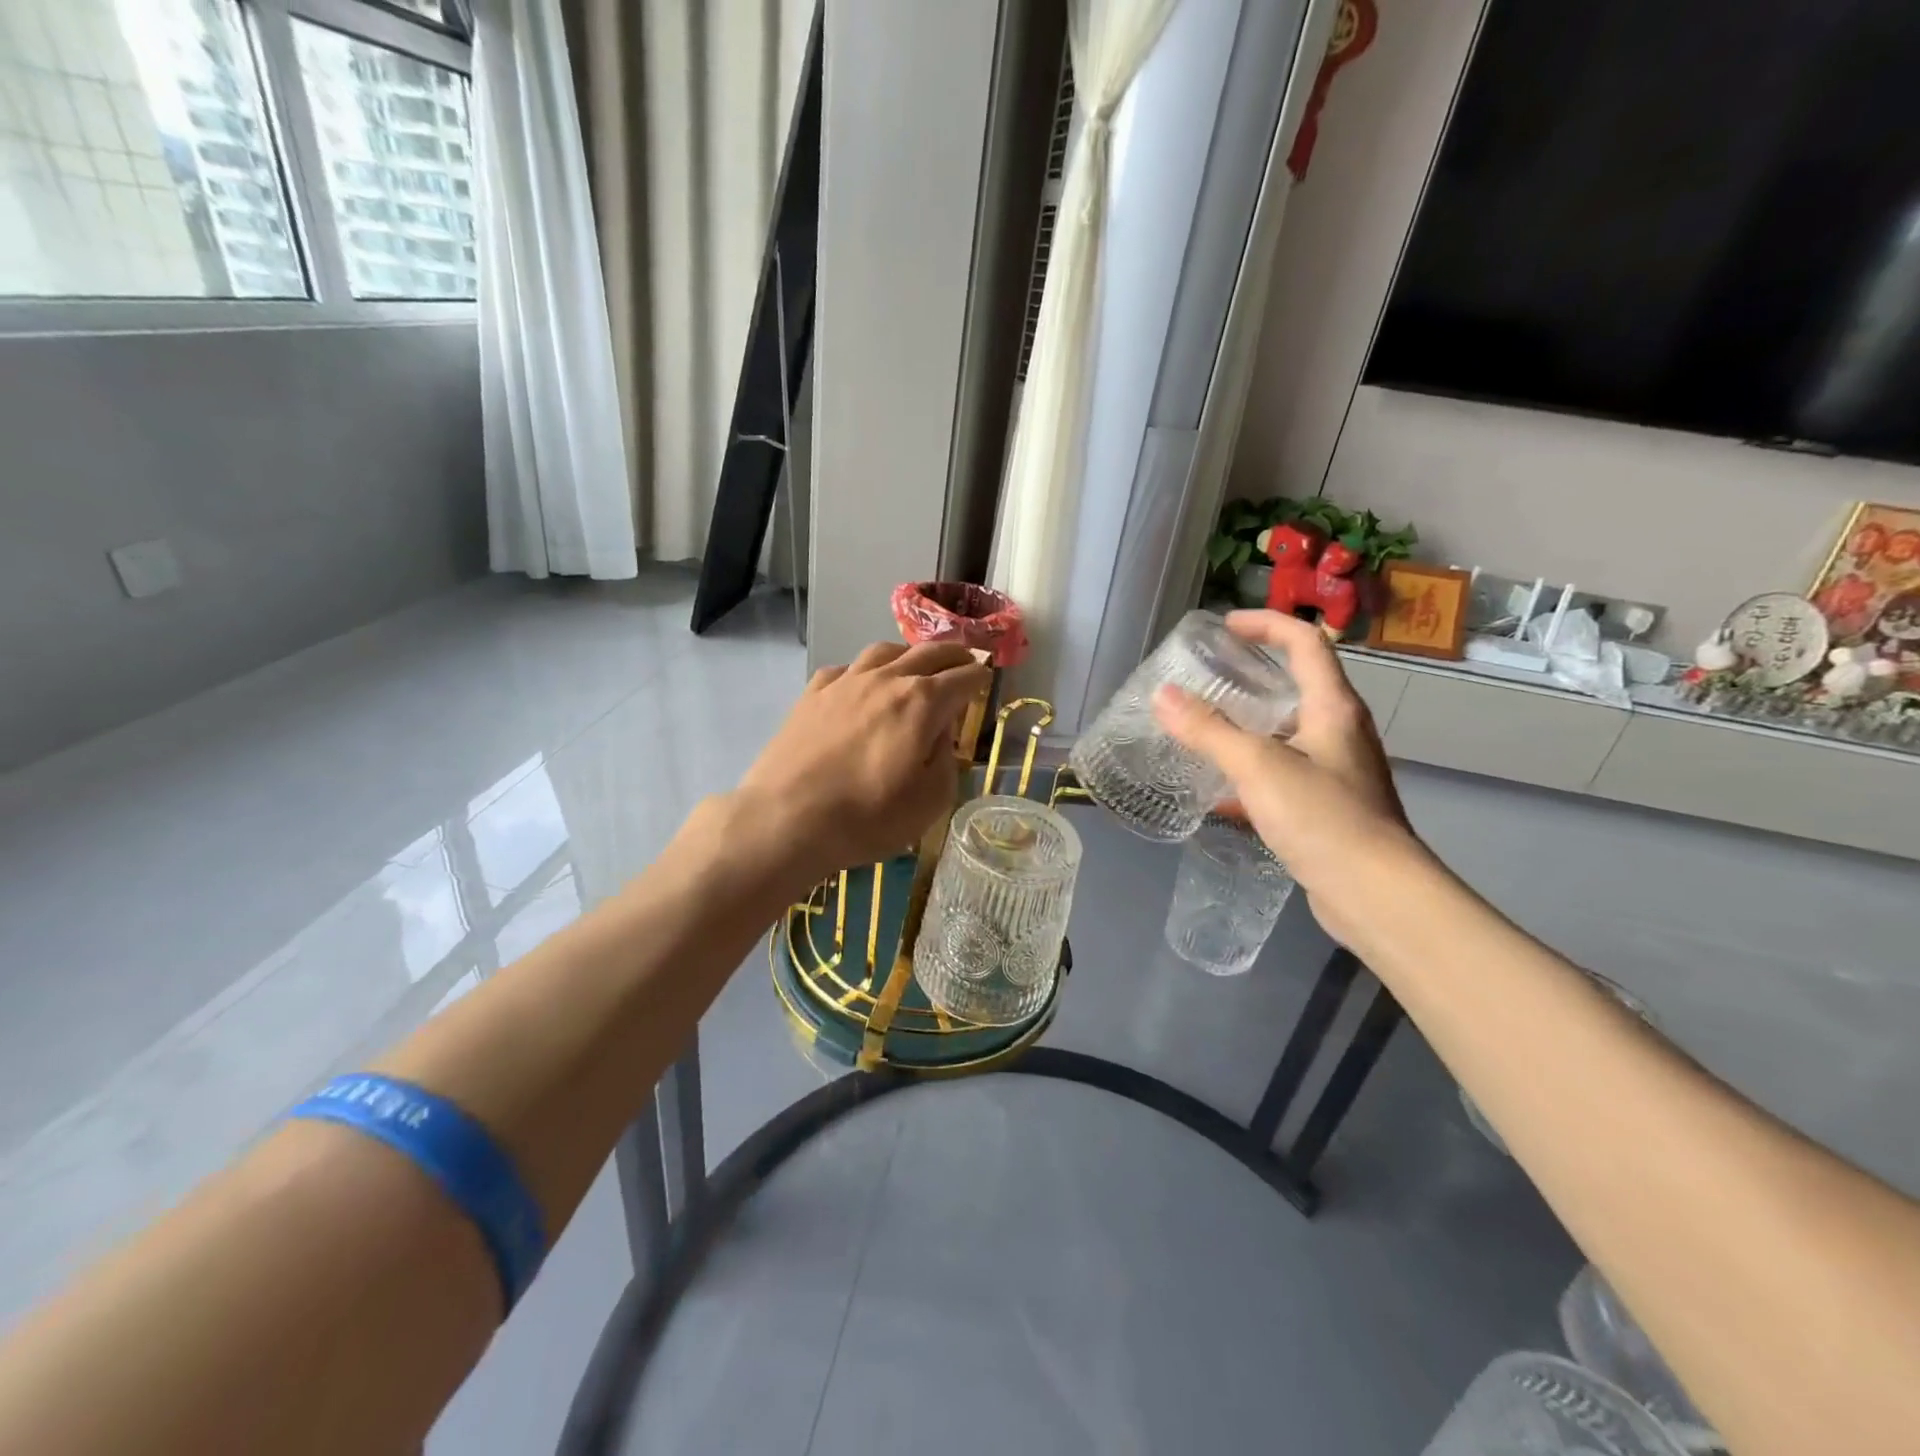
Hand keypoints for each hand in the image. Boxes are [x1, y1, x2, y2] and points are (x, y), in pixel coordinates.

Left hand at [734, 640, 990, 878]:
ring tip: (916, 663)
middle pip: (928, 653)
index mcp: (922, 702)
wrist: (786, 818)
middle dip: (954, 654)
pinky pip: (846, 669)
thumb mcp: (930, 801)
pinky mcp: (812, 694)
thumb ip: (946, 760)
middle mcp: (886, 680)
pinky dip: (865, 670)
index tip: (987, 680)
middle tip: (965, 659)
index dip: (980, 678)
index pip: (963, 678)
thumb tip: (940, 734)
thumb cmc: (867, 817)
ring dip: (909, 653)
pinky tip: (862, 683)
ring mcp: (845, 682)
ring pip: (885, 651)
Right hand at [1152, 610, 1417, 907]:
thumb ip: (1208, 730)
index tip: (1224, 627)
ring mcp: (1336, 770)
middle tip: (1206, 679)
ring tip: (1203, 730)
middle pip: (1296, 685)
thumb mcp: (1258, 767)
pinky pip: (1282, 773)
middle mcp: (1339, 731)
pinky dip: (1250, 771)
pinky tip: (1218, 793)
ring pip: (1286, 732)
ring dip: (1247, 726)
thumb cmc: (1322, 817)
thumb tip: (1163, 696)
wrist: (1375, 894)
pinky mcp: (1327, 806)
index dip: (1266, 624)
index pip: (1305, 642)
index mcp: (1333, 707)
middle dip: (1251, 676)